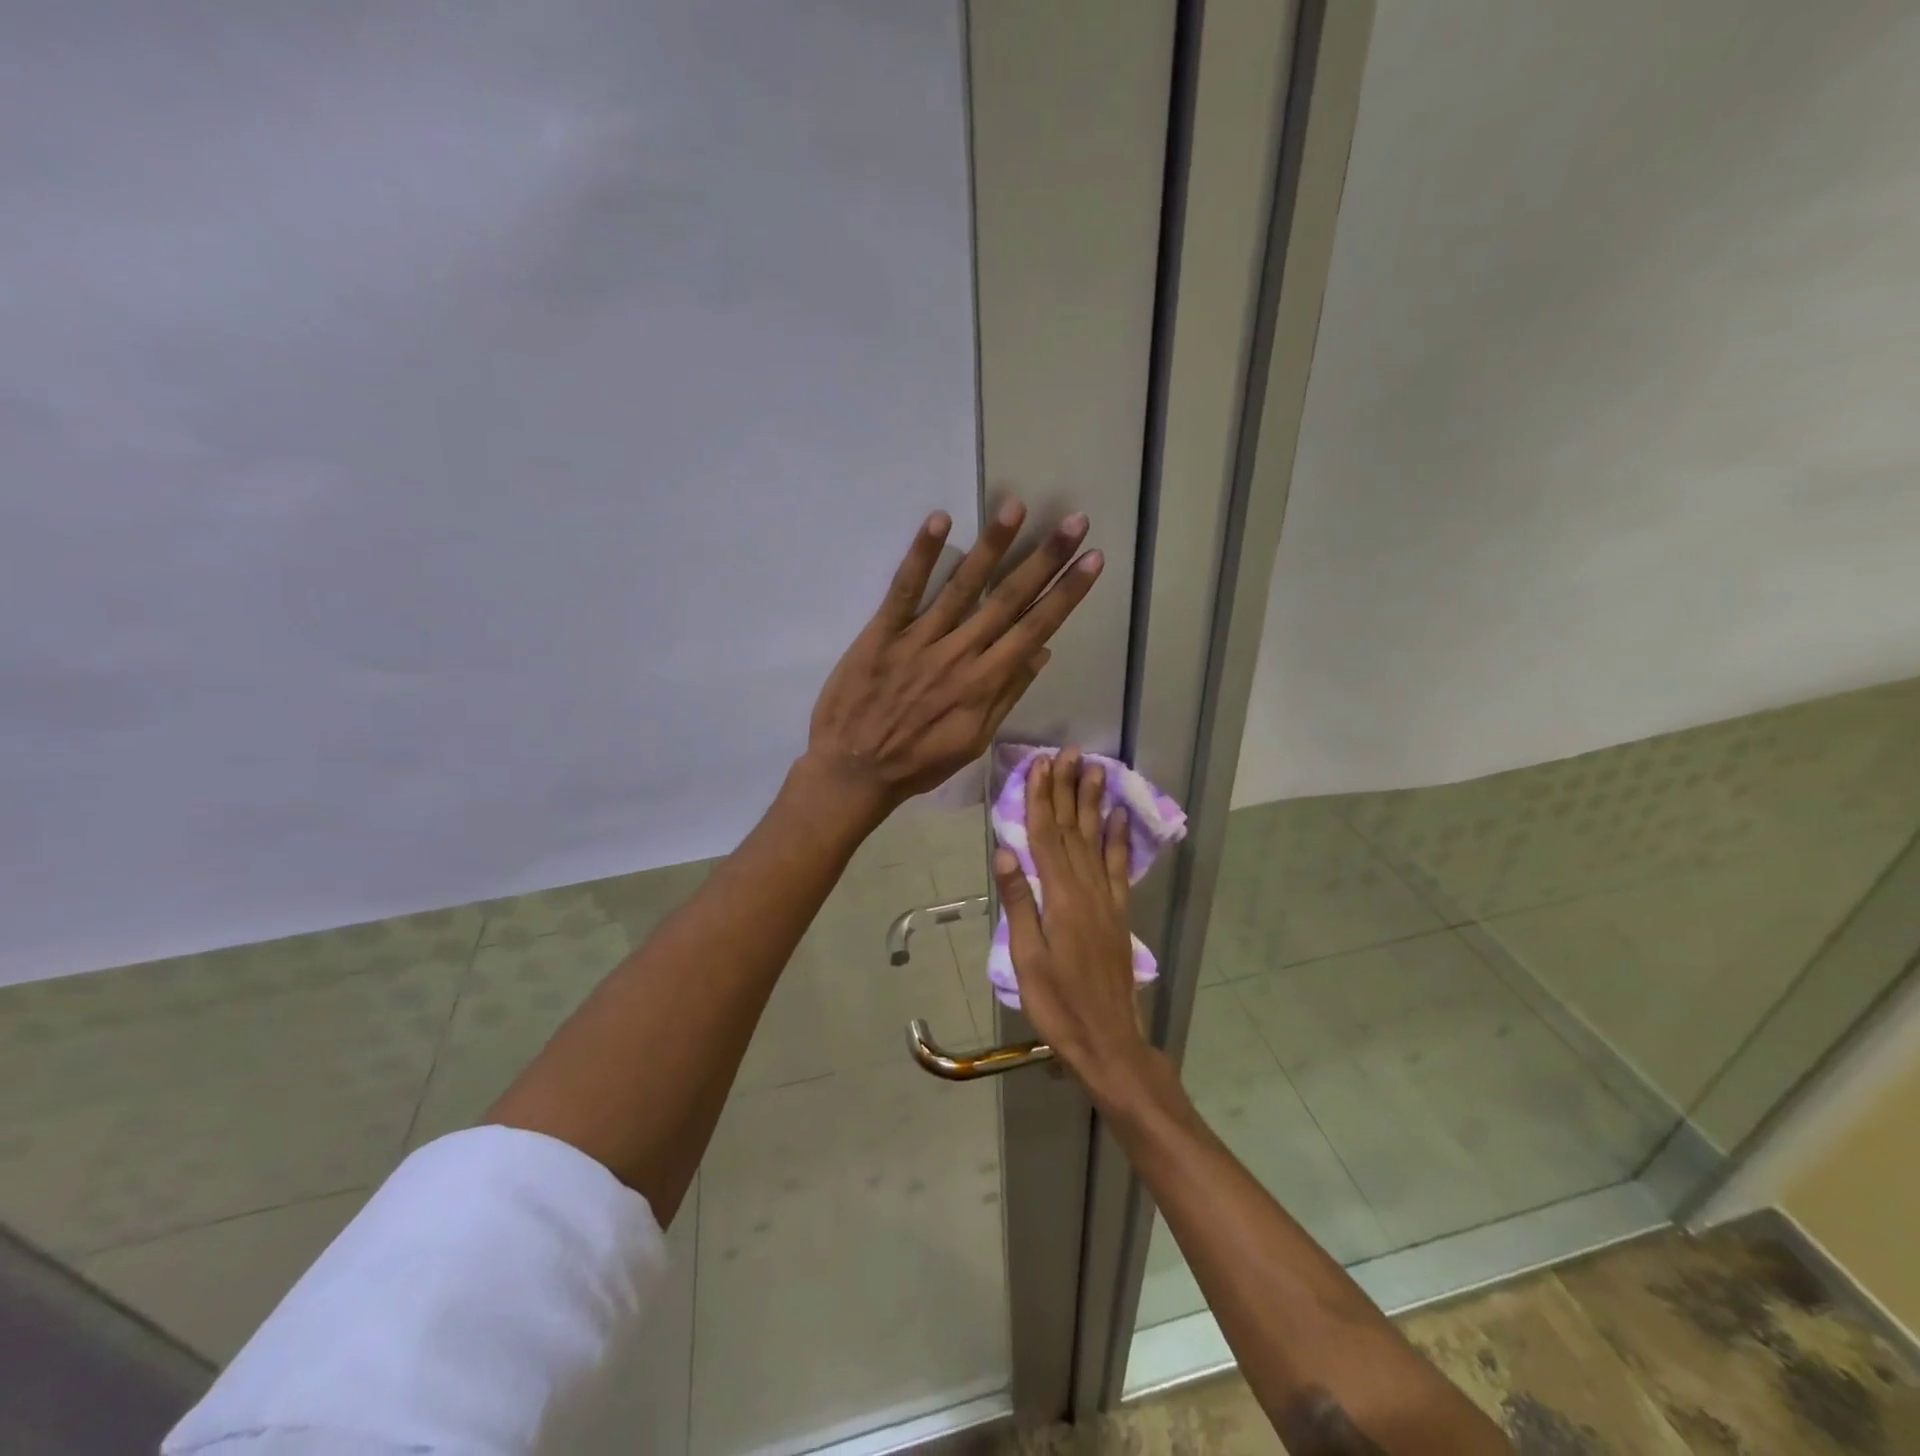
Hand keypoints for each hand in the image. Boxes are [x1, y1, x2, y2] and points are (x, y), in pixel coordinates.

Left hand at [806, 500, 1102, 816]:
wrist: (854, 771)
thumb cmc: (918, 762)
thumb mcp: (973, 741)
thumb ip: (1007, 695)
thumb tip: (1042, 652)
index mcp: (984, 683)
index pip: (1035, 628)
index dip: (1066, 593)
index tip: (1092, 560)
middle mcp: (960, 654)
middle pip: (1008, 599)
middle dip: (1045, 559)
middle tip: (1074, 521)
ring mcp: (920, 640)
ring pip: (962, 586)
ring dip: (992, 544)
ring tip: (1016, 506)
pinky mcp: (882, 633)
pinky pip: (904, 588)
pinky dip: (922, 554)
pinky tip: (940, 520)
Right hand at [992, 748, 1154, 1105]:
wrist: (1108, 1039)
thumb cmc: (1057, 1003)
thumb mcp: (1027, 957)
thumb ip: (1020, 902)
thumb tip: (1005, 851)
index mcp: (1059, 898)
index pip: (1046, 837)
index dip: (1042, 799)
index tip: (1040, 766)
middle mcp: (1086, 889)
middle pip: (1073, 829)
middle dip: (1068, 789)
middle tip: (1068, 753)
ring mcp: (1106, 899)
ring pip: (1096, 840)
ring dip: (1093, 803)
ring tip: (1095, 769)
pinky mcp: (1118, 913)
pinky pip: (1118, 867)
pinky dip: (1118, 839)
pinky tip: (1118, 816)